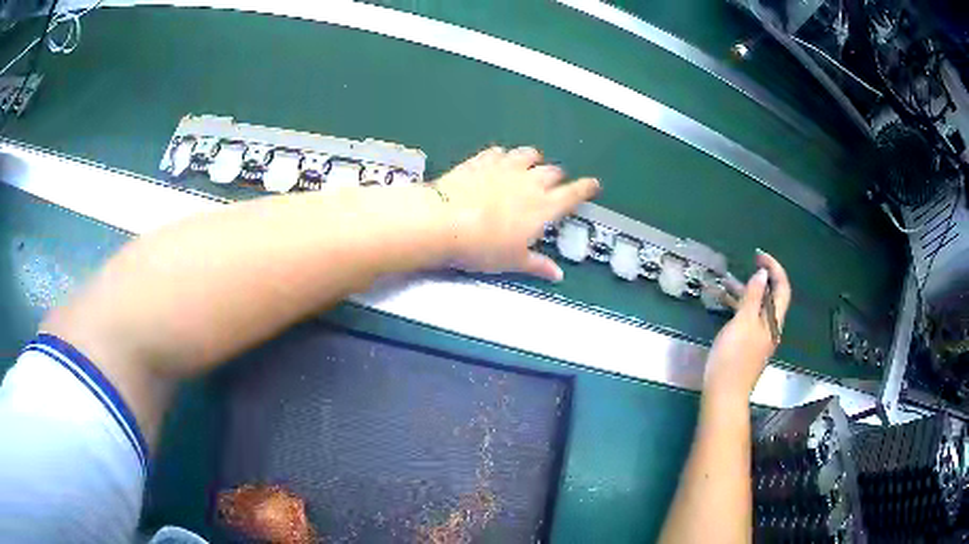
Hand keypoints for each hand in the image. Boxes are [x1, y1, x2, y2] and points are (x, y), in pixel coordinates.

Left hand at [434, 146, 599, 280]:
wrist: (444, 221)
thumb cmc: (483, 247)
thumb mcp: (513, 261)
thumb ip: (537, 265)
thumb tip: (557, 275)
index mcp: (544, 206)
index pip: (573, 193)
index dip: (586, 188)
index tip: (593, 185)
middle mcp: (529, 181)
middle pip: (552, 171)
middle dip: (557, 177)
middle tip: (554, 184)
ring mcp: (505, 167)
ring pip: (528, 154)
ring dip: (533, 159)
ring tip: (530, 165)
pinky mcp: (481, 160)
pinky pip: (499, 152)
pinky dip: (504, 155)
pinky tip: (498, 160)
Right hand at [703, 251, 791, 401]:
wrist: (724, 394)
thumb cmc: (733, 358)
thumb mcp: (742, 323)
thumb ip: (752, 297)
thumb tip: (762, 274)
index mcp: (773, 321)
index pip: (782, 288)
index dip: (774, 268)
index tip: (758, 256)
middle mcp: (771, 328)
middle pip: (771, 297)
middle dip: (760, 278)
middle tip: (746, 264)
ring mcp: (759, 338)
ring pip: (757, 308)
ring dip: (746, 292)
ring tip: (726, 282)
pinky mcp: (747, 347)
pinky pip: (747, 319)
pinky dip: (739, 307)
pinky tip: (724, 305)